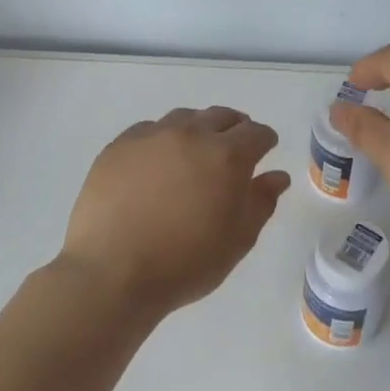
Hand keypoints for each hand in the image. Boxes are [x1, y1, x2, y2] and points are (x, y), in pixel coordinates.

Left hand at [60, 107, 290, 316]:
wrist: (113, 273)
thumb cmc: (185, 263)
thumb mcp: (237, 240)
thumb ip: (261, 202)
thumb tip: (276, 176)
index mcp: (227, 156)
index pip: (256, 133)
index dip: (265, 141)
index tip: (265, 150)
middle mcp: (190, 135)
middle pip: (221, 117)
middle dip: (234, 128)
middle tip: (234, 148)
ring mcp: (150, 137)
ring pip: (184, 118)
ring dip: (198, 128)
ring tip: (196, 151)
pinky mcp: (118, 147)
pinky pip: (149, 130)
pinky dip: (163, 138)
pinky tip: (158, 160)